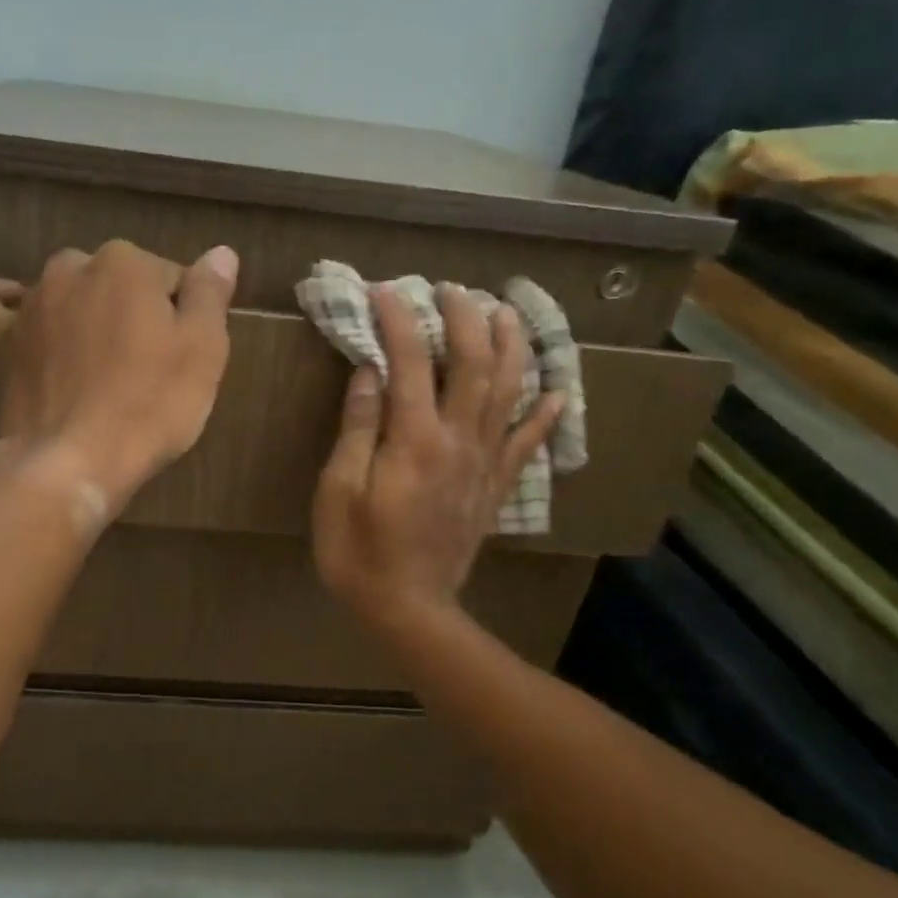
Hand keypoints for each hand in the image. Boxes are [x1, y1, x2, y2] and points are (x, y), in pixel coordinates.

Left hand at [0, 239, 238, 512]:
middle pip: (120, 281)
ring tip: (102, 360)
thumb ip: (211, 293)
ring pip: (70, 291)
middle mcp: (74, 268)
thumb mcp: (203, 350)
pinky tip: (13, 302)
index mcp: (128, 264)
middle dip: (136, 311)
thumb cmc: (150, 406)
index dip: (185, 318)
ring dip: (87, 311)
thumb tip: (221, 252)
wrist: (74, 459)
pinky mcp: (2, 338)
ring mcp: (33, 302)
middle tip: (149, 365)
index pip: (171, 278)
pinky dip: (1, 298)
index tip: (186, 357)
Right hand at [312, 283, 563, 631]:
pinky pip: (526, 444)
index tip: (384, 290)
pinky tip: (558, 391)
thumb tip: (369, 371)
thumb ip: (357, 428)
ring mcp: (484, 464)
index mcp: (414, 440)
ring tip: (509, 313)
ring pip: (508, 393)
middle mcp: (458, 441)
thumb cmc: (359, 552)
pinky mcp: (495, 488)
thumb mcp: (339, 490)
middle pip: (472, 365)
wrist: (409, 609)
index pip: (409, 362)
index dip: (398, 320)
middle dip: (464, 319)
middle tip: (452, 289)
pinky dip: (545, 415)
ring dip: (511, 348)